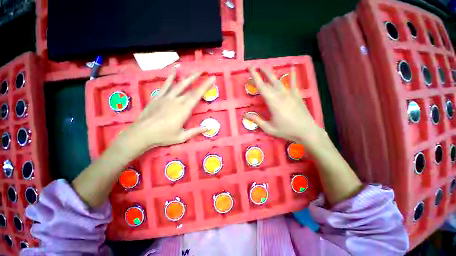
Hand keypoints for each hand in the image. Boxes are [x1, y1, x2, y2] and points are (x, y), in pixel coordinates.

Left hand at [116, 70, 214, 156]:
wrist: (142, 133)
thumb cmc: (163, 136)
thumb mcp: (182, 137)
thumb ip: (196, 131)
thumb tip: (208, 128)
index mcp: (184, 110)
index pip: (197, 95)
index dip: (205, 86)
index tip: (212, 78)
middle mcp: (177, 100)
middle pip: (190, 89)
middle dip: (199, 80)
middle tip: (206, 73)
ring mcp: (166, 97)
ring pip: (179, 85)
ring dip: (188, 77)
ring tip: (195, 72)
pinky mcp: (158, 97)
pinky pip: (165, 86)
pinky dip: (170, 78)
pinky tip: (174, 72)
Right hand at [245, 67, 325, 150]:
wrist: (306, 131)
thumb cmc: (286, 130)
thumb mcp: (269, 128)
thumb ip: (257, 121)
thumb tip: (246, 115)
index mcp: (272, 102)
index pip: (261, 87)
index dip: (255, 76)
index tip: (250, 68)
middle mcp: (280, 95)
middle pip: (269, 81)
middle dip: (261, 72)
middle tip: (255, 66)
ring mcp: (290, 94)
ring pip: (279, 80)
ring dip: (271, 73)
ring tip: (266, 66)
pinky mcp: (297, 95)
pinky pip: (294, 83)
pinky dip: (292, 75)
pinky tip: (292, 68)